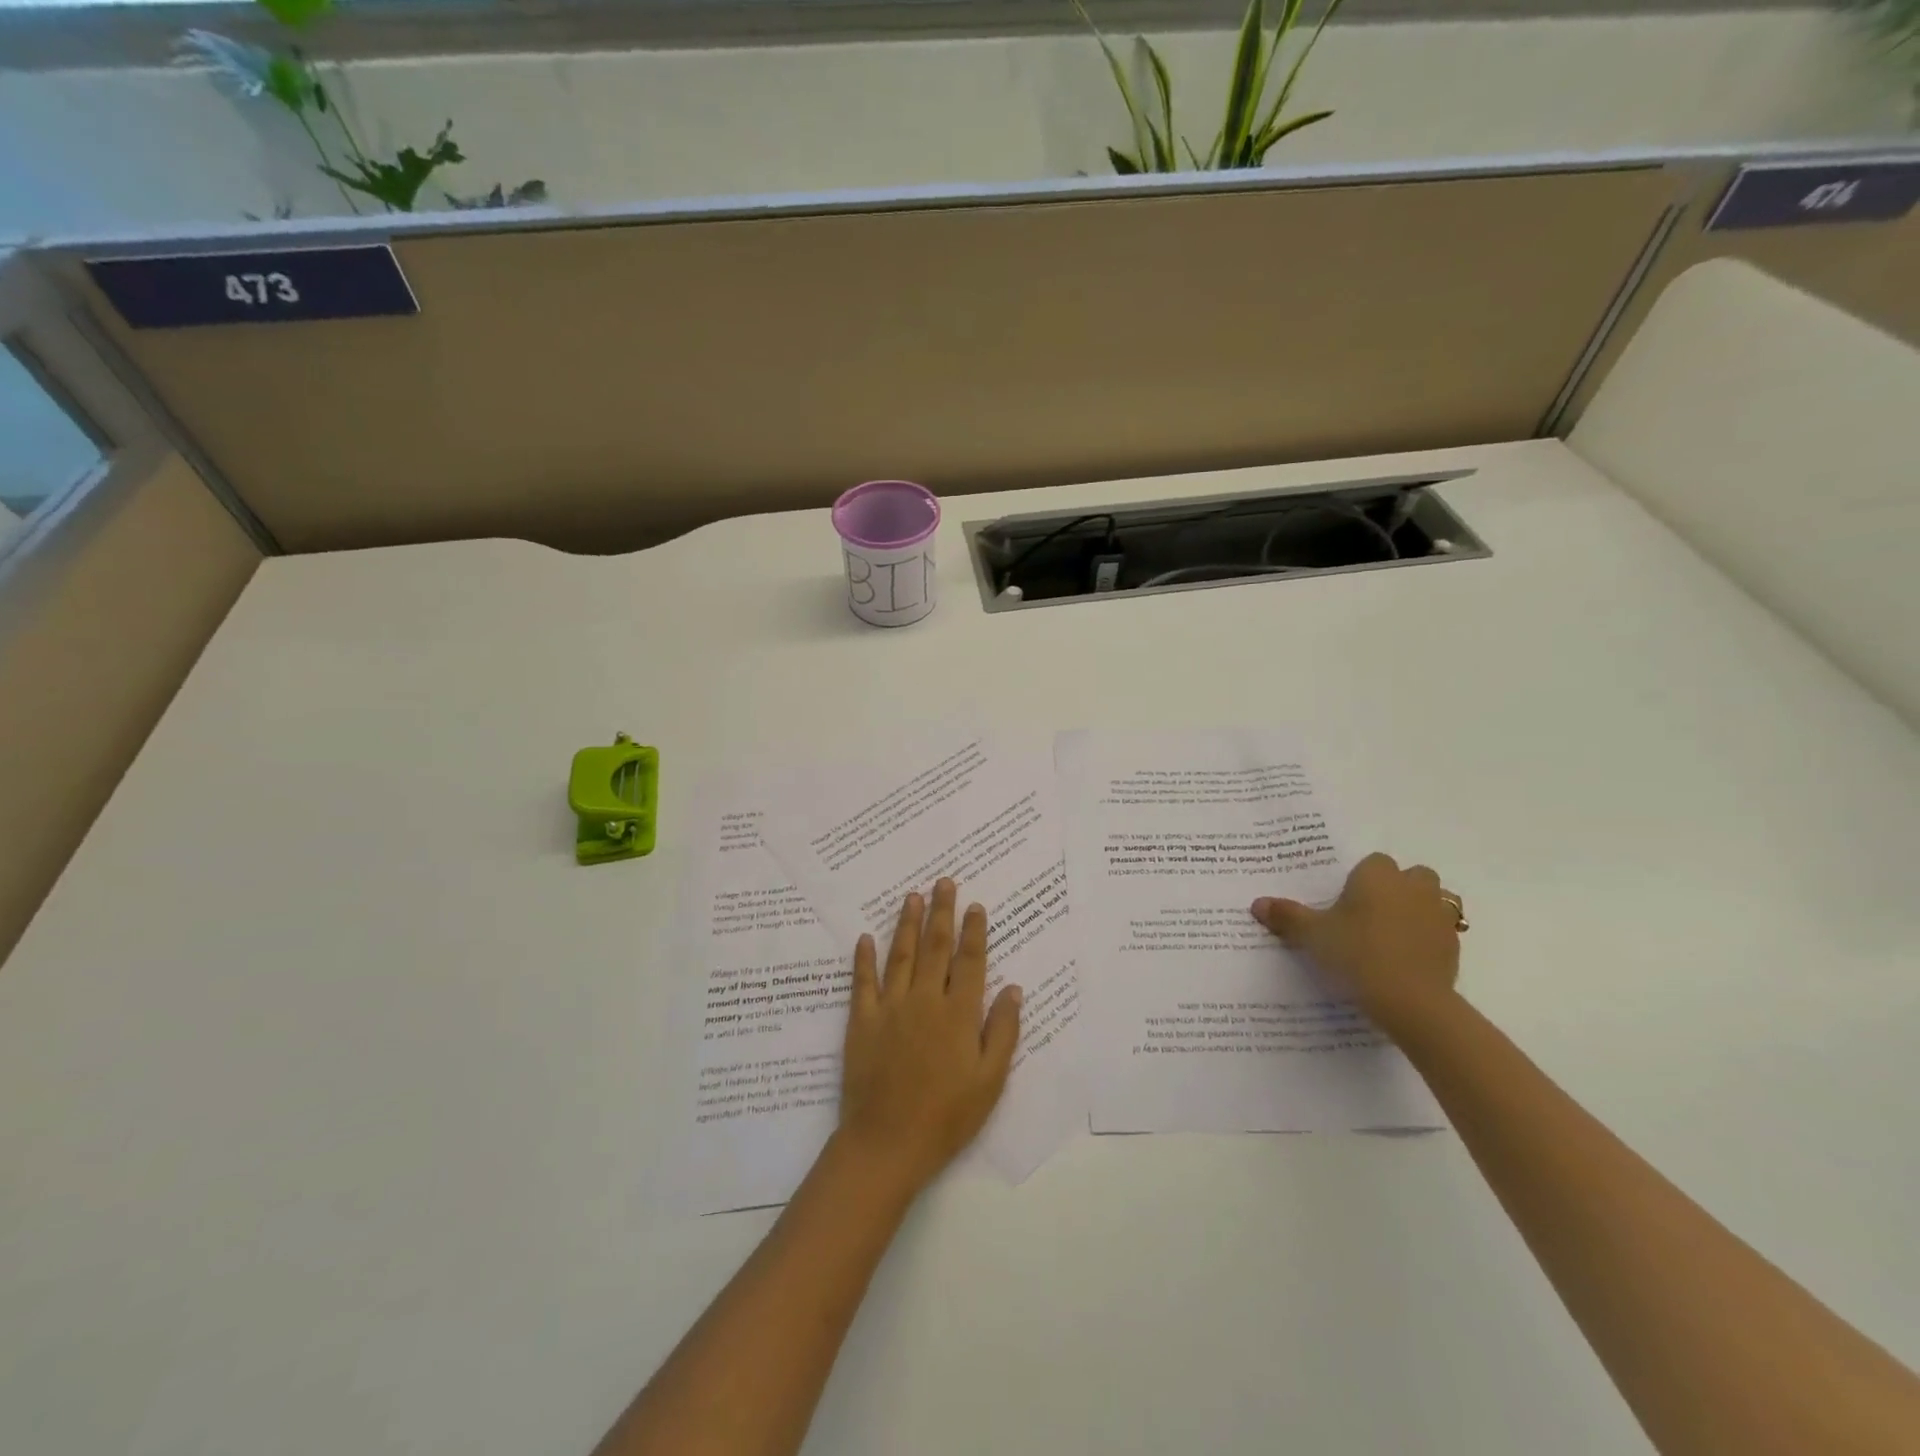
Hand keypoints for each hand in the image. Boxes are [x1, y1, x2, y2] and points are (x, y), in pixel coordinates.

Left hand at [838, 878, 1023, 1195]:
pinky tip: (865, 938)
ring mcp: (891, 1008)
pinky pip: (863, 982)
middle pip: (935, 947)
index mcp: (959, 1014)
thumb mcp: (990, 1081)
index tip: (975, 906)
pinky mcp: (862, 1021)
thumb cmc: (947, 1117)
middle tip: (943, 882)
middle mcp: (925, 1000)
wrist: (888, 1143)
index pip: (970, 961)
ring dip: (906, 923)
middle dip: (941, 912)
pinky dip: (864, 958)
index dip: (974, 931)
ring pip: (900, 954)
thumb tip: (1013, 988)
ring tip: (912, 896)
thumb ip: (1003, 1031)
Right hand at [1251, 852, 1461, 1038]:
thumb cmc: (1356, 954)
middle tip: (1371, 912)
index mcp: (1377, 876)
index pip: (1374, 861)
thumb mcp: (1312, 935)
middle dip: (1398, 887)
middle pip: (1413, 874)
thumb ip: (1287, 916)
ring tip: (1394, 932)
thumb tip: (1257, 903)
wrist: (1410, 1000)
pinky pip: (1441, 931)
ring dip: (1419, 908)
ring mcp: (1438, 916)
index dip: (1362, 878)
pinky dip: (1428, 938)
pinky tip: (1407, 957)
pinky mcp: (1454, 945)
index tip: (1346, 900)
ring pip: (1434, 899)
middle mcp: (1412, 887)